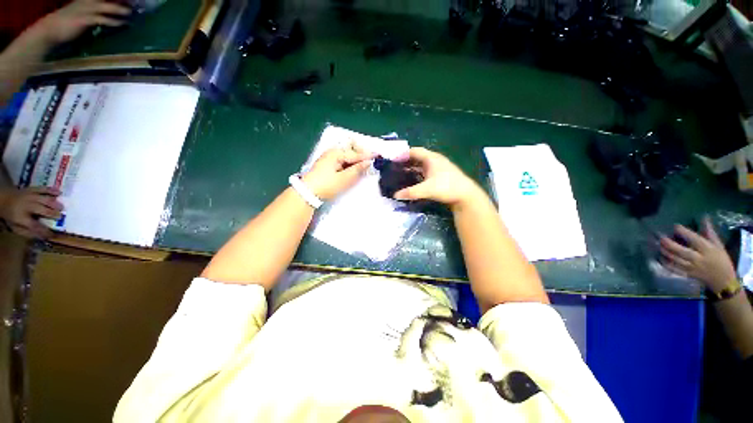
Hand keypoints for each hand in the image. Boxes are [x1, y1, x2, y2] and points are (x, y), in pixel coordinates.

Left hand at [0, 187, 62, 238]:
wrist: (3, 199)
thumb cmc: (11, 215)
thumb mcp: (15, 227)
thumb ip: (27, 232)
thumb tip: (41, 236)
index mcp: (21, 217)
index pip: (35, 226)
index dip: (44, 231)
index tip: (52, 235)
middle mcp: (26, 205)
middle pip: (42, 210)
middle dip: (52, 213)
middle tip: (61, 216)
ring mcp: (30, 196)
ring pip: (44, 199)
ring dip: (54, 203)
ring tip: (62, 207)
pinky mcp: (32, 189)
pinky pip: (42, 189)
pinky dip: (51, 190)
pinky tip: (59, 192)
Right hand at [32, 0, 131, 45]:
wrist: (50, 30)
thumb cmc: (68, 23)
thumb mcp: (83, 13)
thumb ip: (95, 11)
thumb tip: (111, 13)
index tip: (129, 0)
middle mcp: (87, 1)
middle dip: (120, 0)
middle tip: (133, 3)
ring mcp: (85, 9)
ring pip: (106, 6)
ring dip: (119, 9)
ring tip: (130, 12)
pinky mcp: (84, 19)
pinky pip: (102, 19)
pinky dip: (113, 21)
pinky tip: (121, 23)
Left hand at [302, 143, 373, 200]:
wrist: (307, 192)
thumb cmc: (327, 185)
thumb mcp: (344, 179)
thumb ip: (357, 170)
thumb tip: (368, 162)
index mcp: (336, 153)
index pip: (355, 154)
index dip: (367, 156)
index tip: (378, 155)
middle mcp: (333, 152)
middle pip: (351, 149)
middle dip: (361, 153)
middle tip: (369, 161)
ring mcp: (329, 157)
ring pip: (347, 155)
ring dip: (356, 159)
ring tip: (363, 165)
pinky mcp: (328, 163)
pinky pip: (342, 159)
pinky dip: (349, 163)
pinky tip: (353, 168)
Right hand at [392, 147, 481, 207]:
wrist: (466, 195)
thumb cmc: (447, 187)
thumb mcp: (427, 190)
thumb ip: (410, 192)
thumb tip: (395, 195)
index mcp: (431, 158)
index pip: (414, 151)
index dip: (403, 154)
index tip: (392, 159)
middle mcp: (435, 160)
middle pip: (417, 157)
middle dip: (405, 161)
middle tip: (394, 167)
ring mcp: (438, 167)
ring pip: (421, 165)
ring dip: (411, 168)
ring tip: (400, 174)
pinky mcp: (440, 175)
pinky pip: (425, 171)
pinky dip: (417, 174)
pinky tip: (412, 180)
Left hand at [660, 217, 737, 291]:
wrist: (723, 280)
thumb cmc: (721, 259)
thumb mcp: (718, 244)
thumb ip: (709, 232)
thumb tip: (704, 217)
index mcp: (707, 250)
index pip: (695, 240)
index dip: (684, 233)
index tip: (675, 226)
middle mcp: (698, 259)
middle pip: (682, 251)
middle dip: (670, 244)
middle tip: (660, 237)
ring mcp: (691, 267)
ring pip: (675, 260)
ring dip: (665, 252)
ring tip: (657, 244)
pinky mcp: (687, 274)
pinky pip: (674, 269)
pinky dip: (665, 263)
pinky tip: (659, 257)